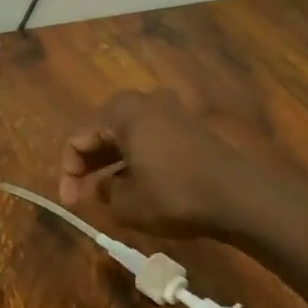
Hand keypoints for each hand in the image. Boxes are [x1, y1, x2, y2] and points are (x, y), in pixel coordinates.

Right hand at [59, 90, 248, 240]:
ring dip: (110, 164)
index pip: (77, 139)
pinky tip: (135, 186)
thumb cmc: (175, 196)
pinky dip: (134, 160)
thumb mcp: (126, 204)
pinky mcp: (188, 128)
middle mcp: (144, 103)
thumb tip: (103, 186)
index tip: (70, 203)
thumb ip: (103, 192)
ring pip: (125, 137)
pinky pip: (147, 140)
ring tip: (106, 195)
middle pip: (100, 132)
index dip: (67, 173)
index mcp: (121, 112)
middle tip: (83, 196)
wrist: (240, 197)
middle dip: (87, 165)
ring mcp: (169, 113)